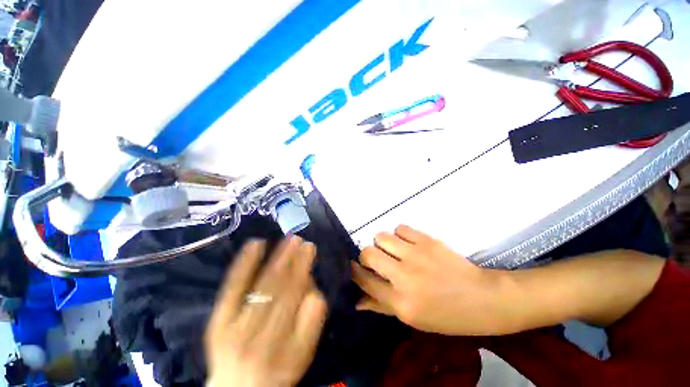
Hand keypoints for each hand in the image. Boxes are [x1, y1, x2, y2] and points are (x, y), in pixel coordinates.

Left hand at [205, 237, 326, 386]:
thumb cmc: (276, 367)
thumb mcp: (302, 353)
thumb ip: (312, 321)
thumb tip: (314, 287)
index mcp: (289, 347)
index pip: (302, 304)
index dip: (306, 274)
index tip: (310, 251)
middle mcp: (263, 337)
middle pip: (283, 291)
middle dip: (295, 262)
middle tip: (303, 240)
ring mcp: (237, 327)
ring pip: (263, 285)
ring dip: (278, 258)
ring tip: (289, 238)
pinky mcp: (219, 320)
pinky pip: (233, 287)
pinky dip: (245, 263)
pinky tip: (256, 243)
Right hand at [352, 225, 508, 334]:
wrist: (483, 298)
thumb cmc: (446, 315)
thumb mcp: (412, 319)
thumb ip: (382, 306)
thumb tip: (357, 300)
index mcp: (400, 301)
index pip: (364, 280)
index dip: (355, 271)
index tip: (354, 267)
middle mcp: (404, 276)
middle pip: (368, 253)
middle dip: (366, 255)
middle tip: (376, 259)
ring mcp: (416, 255)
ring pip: (382, 236)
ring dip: (382, 243)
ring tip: (393, 250)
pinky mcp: (427, 240)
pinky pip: (400, 228)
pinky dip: (399, 234)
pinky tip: (407, 243)